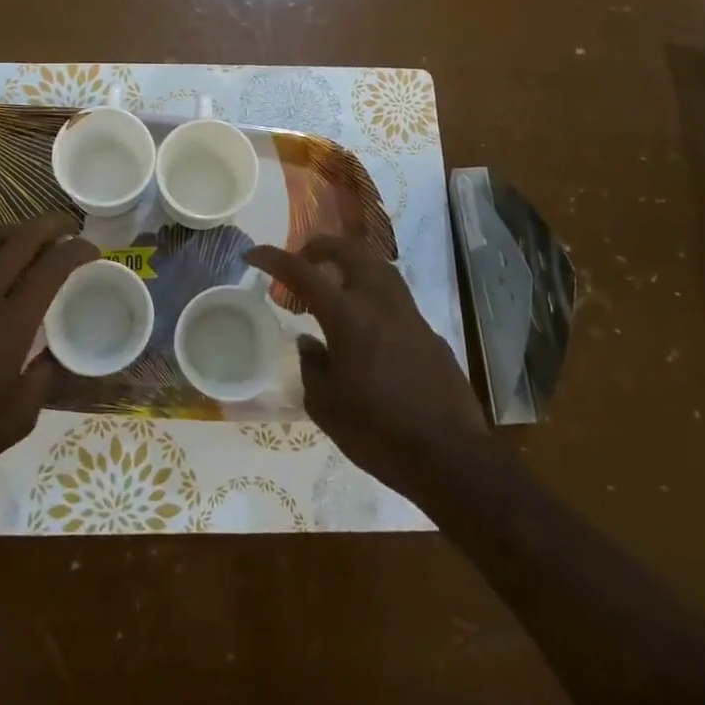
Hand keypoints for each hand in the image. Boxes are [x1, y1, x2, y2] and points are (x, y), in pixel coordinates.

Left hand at [0, 212, 96, 512]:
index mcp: (11, 322)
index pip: (52, 266)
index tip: (92, 250)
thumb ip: (42, 376)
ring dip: (13, 231)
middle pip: (20, 238)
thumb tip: (51, 355)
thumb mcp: (20, 416)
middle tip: (68, 227)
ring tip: (26, 239)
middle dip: (50, 225)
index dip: (77, 250)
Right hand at [246, 236, 488, 505]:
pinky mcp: (429, 332)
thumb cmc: (378, 433)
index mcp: (347, 316)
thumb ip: (311, 366)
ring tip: (333, 281)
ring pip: (378, 266)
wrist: (451, 457)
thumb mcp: (326, 406)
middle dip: (319, 247)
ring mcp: (409, 315)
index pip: (301, 272)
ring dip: (351, 262)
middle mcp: (379, 303)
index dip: (273, 258)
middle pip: (348, 251)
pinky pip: (396, 296)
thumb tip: (309, 343)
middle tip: (302, 261)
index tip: (253, 254)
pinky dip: (373, 292)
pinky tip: (367, 322)